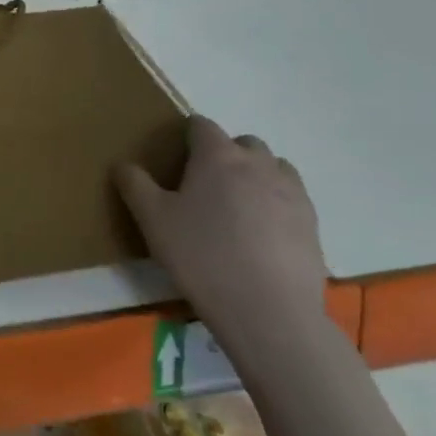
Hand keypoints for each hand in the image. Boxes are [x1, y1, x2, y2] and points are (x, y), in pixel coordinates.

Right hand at [115, 114, 327, 368]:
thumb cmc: (202, 256)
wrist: (268, 310)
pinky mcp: (311, 221)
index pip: (202, 125)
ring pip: (273, 167)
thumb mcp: (153, 221)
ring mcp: (291, 191)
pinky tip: (261, 234)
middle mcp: (258, 163)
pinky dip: (275, 203)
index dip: (187, 135)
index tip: (176, 157)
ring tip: (237, 208)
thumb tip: (123, 164)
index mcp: (217, 156)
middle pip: (242, 143)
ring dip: (255, 175)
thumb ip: (135, 185)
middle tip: (205, 186)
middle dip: (225, 154)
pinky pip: (291, 197)